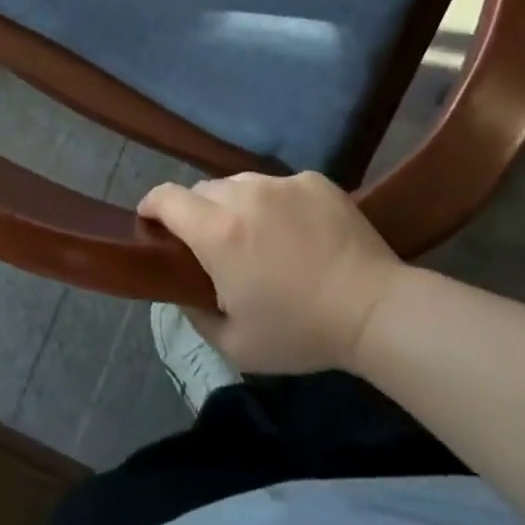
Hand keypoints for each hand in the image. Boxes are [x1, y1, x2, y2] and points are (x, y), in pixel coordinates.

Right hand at [138, 172, 404, 373]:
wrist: (374, 309)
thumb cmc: (300, 331)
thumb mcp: (236, 344)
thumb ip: (196, 315)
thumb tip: (183, 292)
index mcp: (217, 232)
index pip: (167, 197)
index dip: (151, 205)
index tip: (151, 221)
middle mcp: (243, 195)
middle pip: (203, 190)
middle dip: (197, 213)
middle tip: (214, 246)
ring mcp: (281, 183)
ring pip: (241, 184)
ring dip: (236, 206)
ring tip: (259, 238)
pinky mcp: (313, 180)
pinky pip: (279, 186)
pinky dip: (276, 204)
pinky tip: (298, 233)